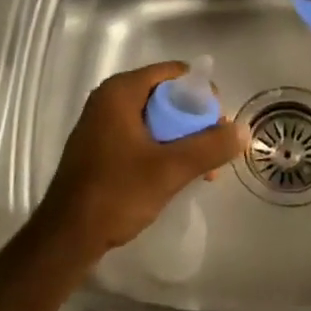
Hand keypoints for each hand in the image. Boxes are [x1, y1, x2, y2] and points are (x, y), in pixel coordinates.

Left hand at [37, 62, 249, 259]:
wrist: (66, 237)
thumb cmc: (117, 193)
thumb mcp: (170, 169)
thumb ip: (209, 146)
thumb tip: (244, 130)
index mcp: (121, 91)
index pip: (173, 73)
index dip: (201, 92)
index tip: (219, 120)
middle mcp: (109, 99)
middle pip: (165, 96)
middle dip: (194, 120)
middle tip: (214, 147)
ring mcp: (101, 124)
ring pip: (155, 119)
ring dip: (181, 139)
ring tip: (203, 170)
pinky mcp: (100, 147)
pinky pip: (140, 136)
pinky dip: (161, 149)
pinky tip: (177, 176)